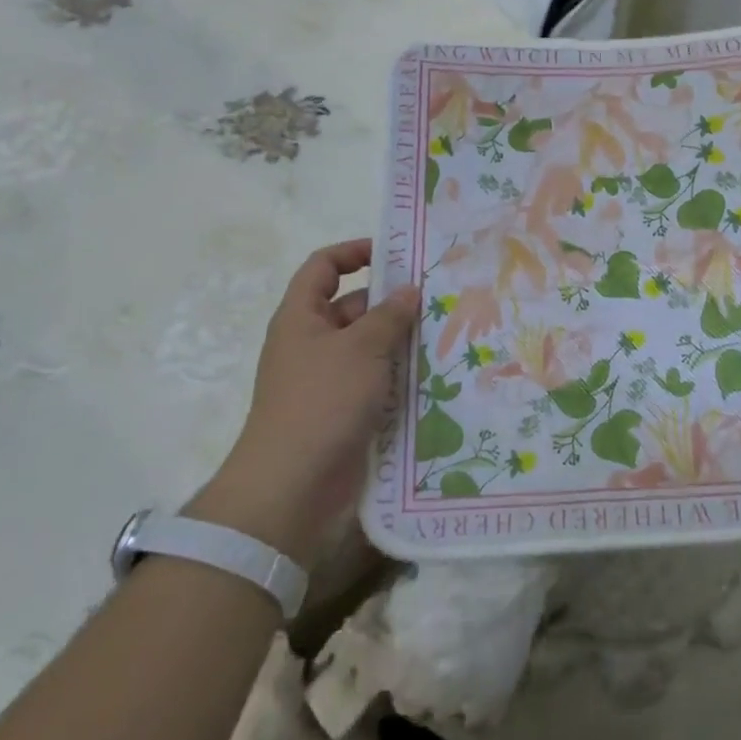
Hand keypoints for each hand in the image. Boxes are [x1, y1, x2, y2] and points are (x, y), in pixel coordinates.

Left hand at [192, 239, 418, 562]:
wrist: (292, 487)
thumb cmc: (322, 401)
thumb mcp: (361, 348)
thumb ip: (389, 315)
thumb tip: (409, 291)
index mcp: (301, 317)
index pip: (323, 267)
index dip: (354, 252)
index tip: (395, 254)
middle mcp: (311, 343)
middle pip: (352, 307)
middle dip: (391, 301)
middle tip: (439, 298)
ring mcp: (327, 380)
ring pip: (368, 347)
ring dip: (401, 340)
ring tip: (447, 333)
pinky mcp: (343, 411)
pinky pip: (375, 381)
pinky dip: (399, 375)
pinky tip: (435, 374)